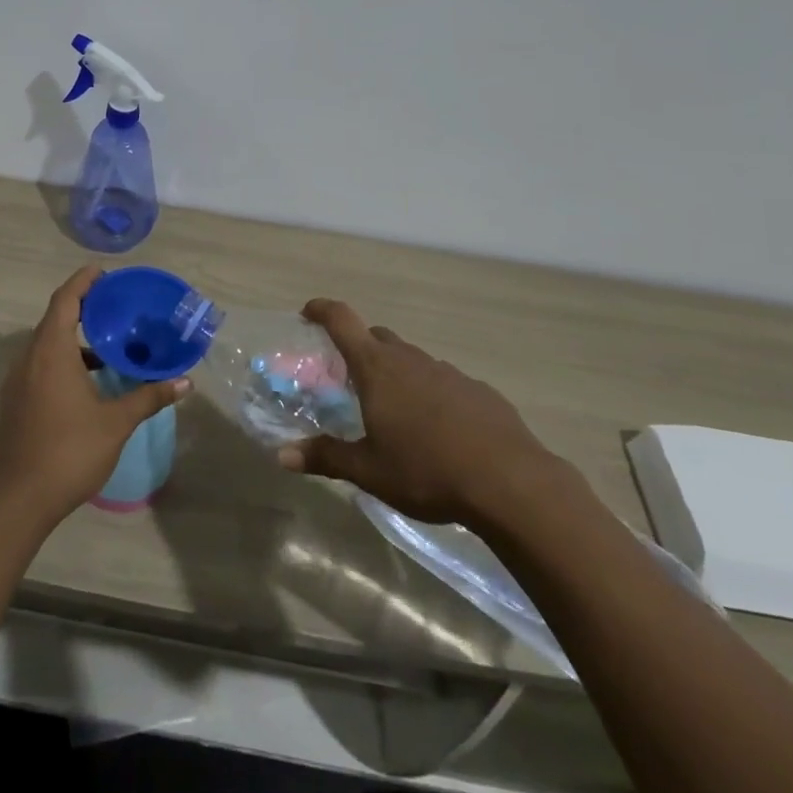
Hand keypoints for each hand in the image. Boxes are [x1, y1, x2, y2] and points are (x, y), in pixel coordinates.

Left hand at [0, 267, 188, 530]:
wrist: (20, 500)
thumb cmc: (70, 452)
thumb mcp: (116, 423)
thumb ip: (148, 396)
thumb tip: (185, 382)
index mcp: (51, 352)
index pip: (65, 300)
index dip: (83, 282)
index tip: (103, 273)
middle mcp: (29, 358)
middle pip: (54, 318)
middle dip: (82, 307)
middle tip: (114, 306)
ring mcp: (17, 380)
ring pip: (46, 344)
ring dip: (73, 337)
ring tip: (107, 345)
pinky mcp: (15, 400)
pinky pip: (39, 364)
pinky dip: (62, 358)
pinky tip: (87, 381)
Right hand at [277, 298, 573, 533]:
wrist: (511, 482)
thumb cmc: (427, 470)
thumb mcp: (369, 470)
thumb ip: (325, 458)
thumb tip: (281, 456)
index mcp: (376, 368)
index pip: (341, 320)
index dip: (321, 310)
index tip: (308, 313)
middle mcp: (409, 359)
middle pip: (377, 337)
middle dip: (360, 349)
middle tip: (351, 379)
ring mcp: (448, 371)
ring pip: (412, 360)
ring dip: (398, 374)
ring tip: (396, 411)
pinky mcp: (479, 390)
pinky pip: (444, 382)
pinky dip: (431, 394)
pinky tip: (438, 429)